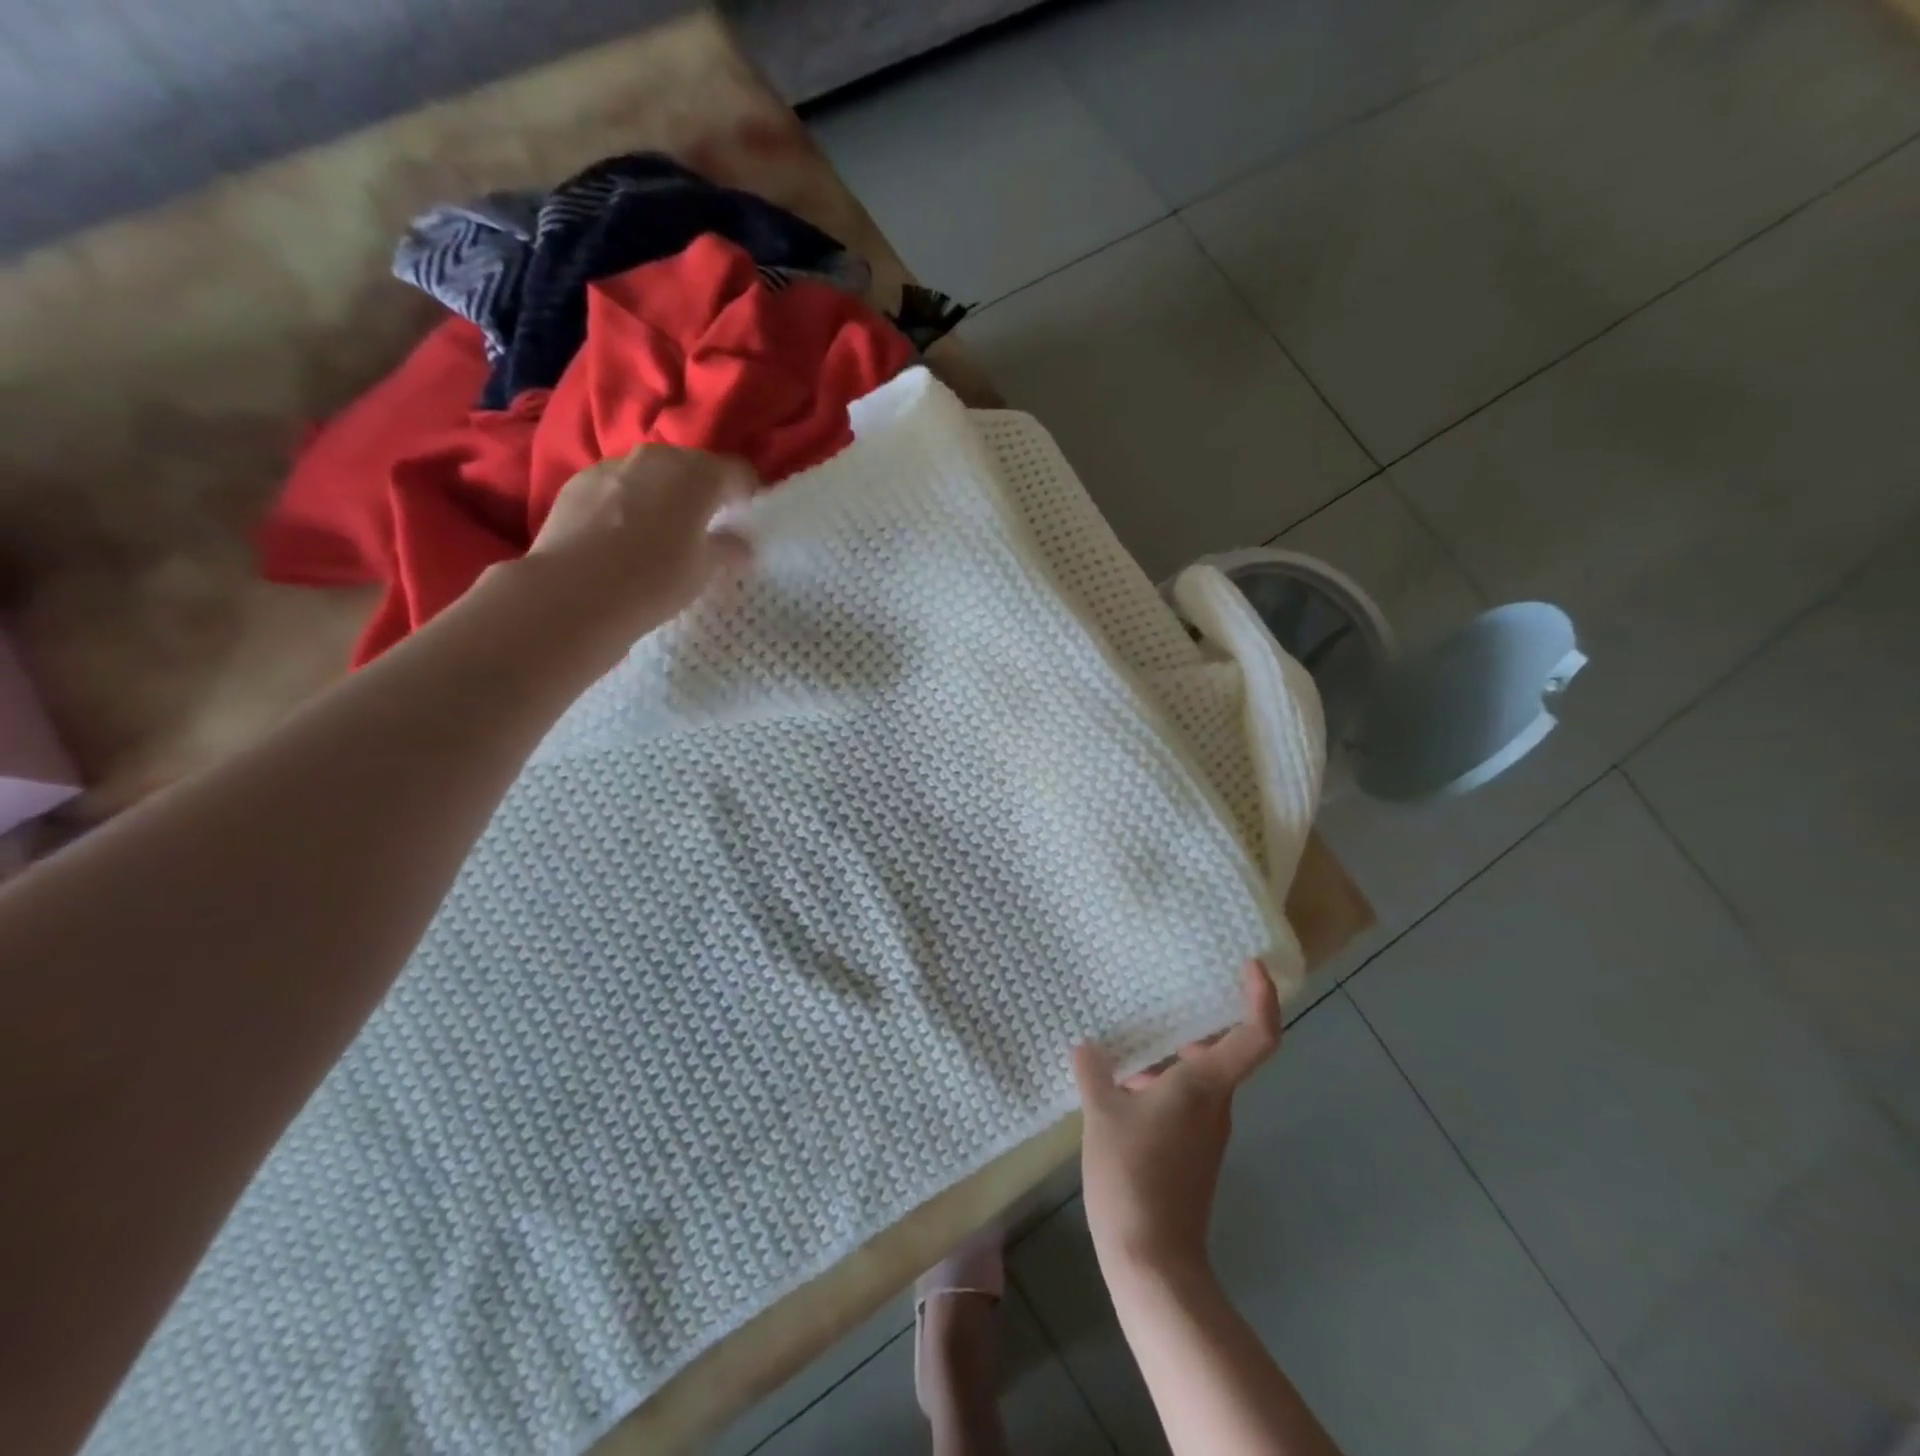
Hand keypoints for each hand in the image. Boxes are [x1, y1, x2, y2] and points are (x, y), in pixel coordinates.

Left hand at [513, 444, 756, 662]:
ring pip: (651, 475)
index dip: (747, 493)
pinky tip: (623, 538)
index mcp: (697, 474)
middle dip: (703, 492)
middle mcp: (656, 457)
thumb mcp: (704, 571)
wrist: (573, 594)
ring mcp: (612, 466)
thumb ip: (728, 549)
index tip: (747, 517)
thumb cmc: (654, 580)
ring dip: (663, 495)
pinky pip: (617, 487)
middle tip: (707, 527)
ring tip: (662, 533)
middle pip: (692, 467)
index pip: (737, 471)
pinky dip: (628, 504)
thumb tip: (740, 544)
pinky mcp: (577, 483)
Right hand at [1073, 961, 1281, 1281]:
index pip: (1256, 1035)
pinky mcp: (1193, 1151)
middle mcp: (1216, 1103)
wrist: (1153, 1260)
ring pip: (1198, 1076)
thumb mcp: (1103, 1115)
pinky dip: (1161, 1082)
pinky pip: (1184, 1099)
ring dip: (1168, 1055)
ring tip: (1128, 1037)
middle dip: (1194, 1021)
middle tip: (1163, 991)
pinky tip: (1121, 1083)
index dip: (1261, 997)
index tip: (1251, 965)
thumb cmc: (1133, 1176)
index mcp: (1205, 1085)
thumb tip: (1086, 1047)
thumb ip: (1094, 1073)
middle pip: (1221, 1050)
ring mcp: (1206, 1131)